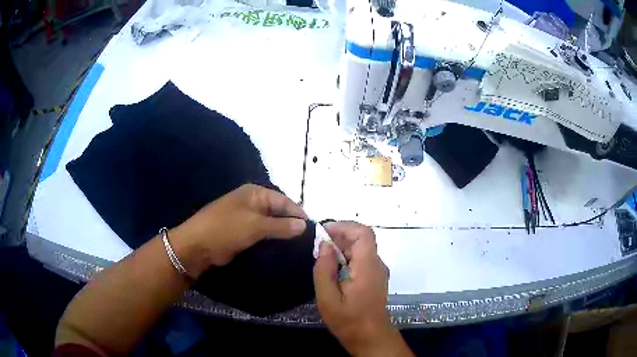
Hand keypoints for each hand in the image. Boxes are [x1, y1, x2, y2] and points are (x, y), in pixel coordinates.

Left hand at [169, 184, 306, 277]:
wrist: (197, 245)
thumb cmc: (226, 229)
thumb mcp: (256, 226)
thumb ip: (281, 225)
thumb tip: (304, 225)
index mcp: (255, 193)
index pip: (284, 201)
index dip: (298, 214)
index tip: (313, 229)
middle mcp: (252, 202)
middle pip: (278, 211)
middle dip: (292, 224)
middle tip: (308, 240)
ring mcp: (247, 217)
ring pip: (271, 224)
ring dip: (282, 233)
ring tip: (299, 246)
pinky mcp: (242, 231)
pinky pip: (262, 233)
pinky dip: (272, 239)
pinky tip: (283, 248)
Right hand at [313, 222, 412, 356]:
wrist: (370, 337)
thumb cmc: (348, 320)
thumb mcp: (328, 298)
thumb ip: (324, 269)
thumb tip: (324, 245)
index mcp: (368, 266)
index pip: (363, 232)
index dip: (344, 226)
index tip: (324, 233)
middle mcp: (377, 264)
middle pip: (362, 238)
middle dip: (339, 237)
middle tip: (318, 248)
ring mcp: (378, 271)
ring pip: (361, 248)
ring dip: (342, 248)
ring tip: (323, 260)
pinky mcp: (375, 278)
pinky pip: (362, 259)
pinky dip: (347, 257)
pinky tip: (333, 270)